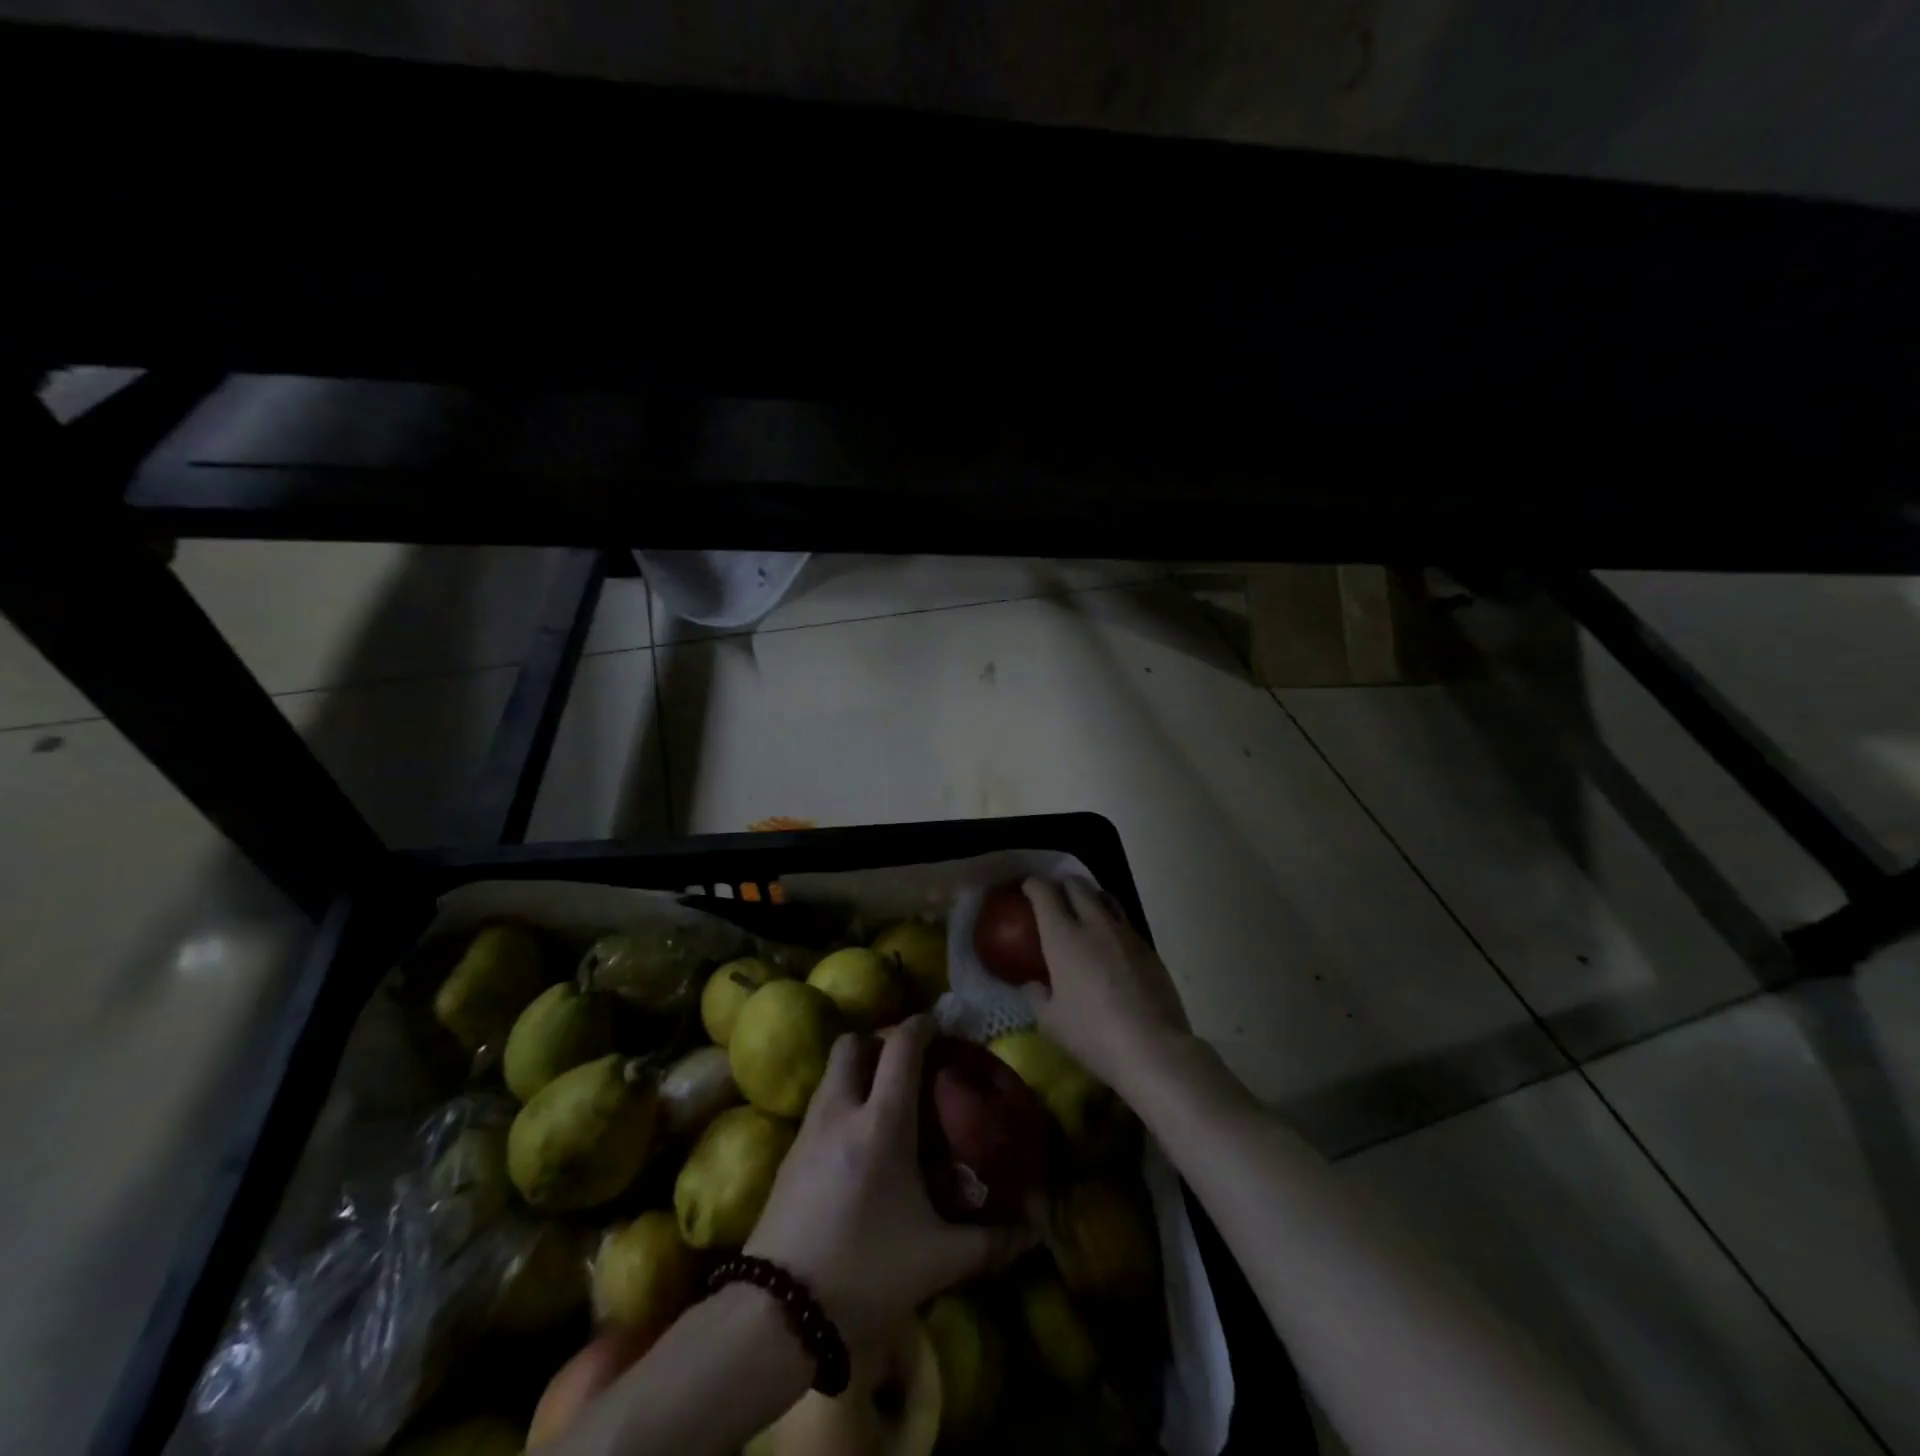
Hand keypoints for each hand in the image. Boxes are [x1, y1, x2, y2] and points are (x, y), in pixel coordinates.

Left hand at [744, 1015, 1032, 1351]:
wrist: (776, 1315)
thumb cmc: (865, 1273)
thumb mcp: (938, 1260)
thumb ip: (991, 1241)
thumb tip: (1035, 1228)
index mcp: (882, 1122)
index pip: (900, 1045)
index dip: (922, 1024)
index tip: (942, 1026)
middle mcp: (842, 1110)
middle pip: (854, 1043)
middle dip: (881, 1040)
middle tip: (909, 1062)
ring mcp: (809, 1129)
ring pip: (833, 1071)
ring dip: (859, 1068)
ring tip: (887, 1097)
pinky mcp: (789, 1153)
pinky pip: (820, 1102)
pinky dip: (842, 1098)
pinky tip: (858, 1138)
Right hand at [1020, 878, 1188, 1087]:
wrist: (1153, 1048)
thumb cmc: (1092, 1034)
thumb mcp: (1050, 1021)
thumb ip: (1036, 995)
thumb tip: (1033, 984)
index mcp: (1063, 936)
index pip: (1044, 893)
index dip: (1032, 885)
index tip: (1026, 889)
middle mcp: (1094, 924)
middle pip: (1077, 885)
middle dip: (1061, 885)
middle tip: (1053, 897)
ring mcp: (1126, 933)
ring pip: (1106, 897)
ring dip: (1090, 896)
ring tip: (1083, 910)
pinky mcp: (1149, 948)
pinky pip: (1125, 922)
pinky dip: (1111, 921)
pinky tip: (1110, 943)